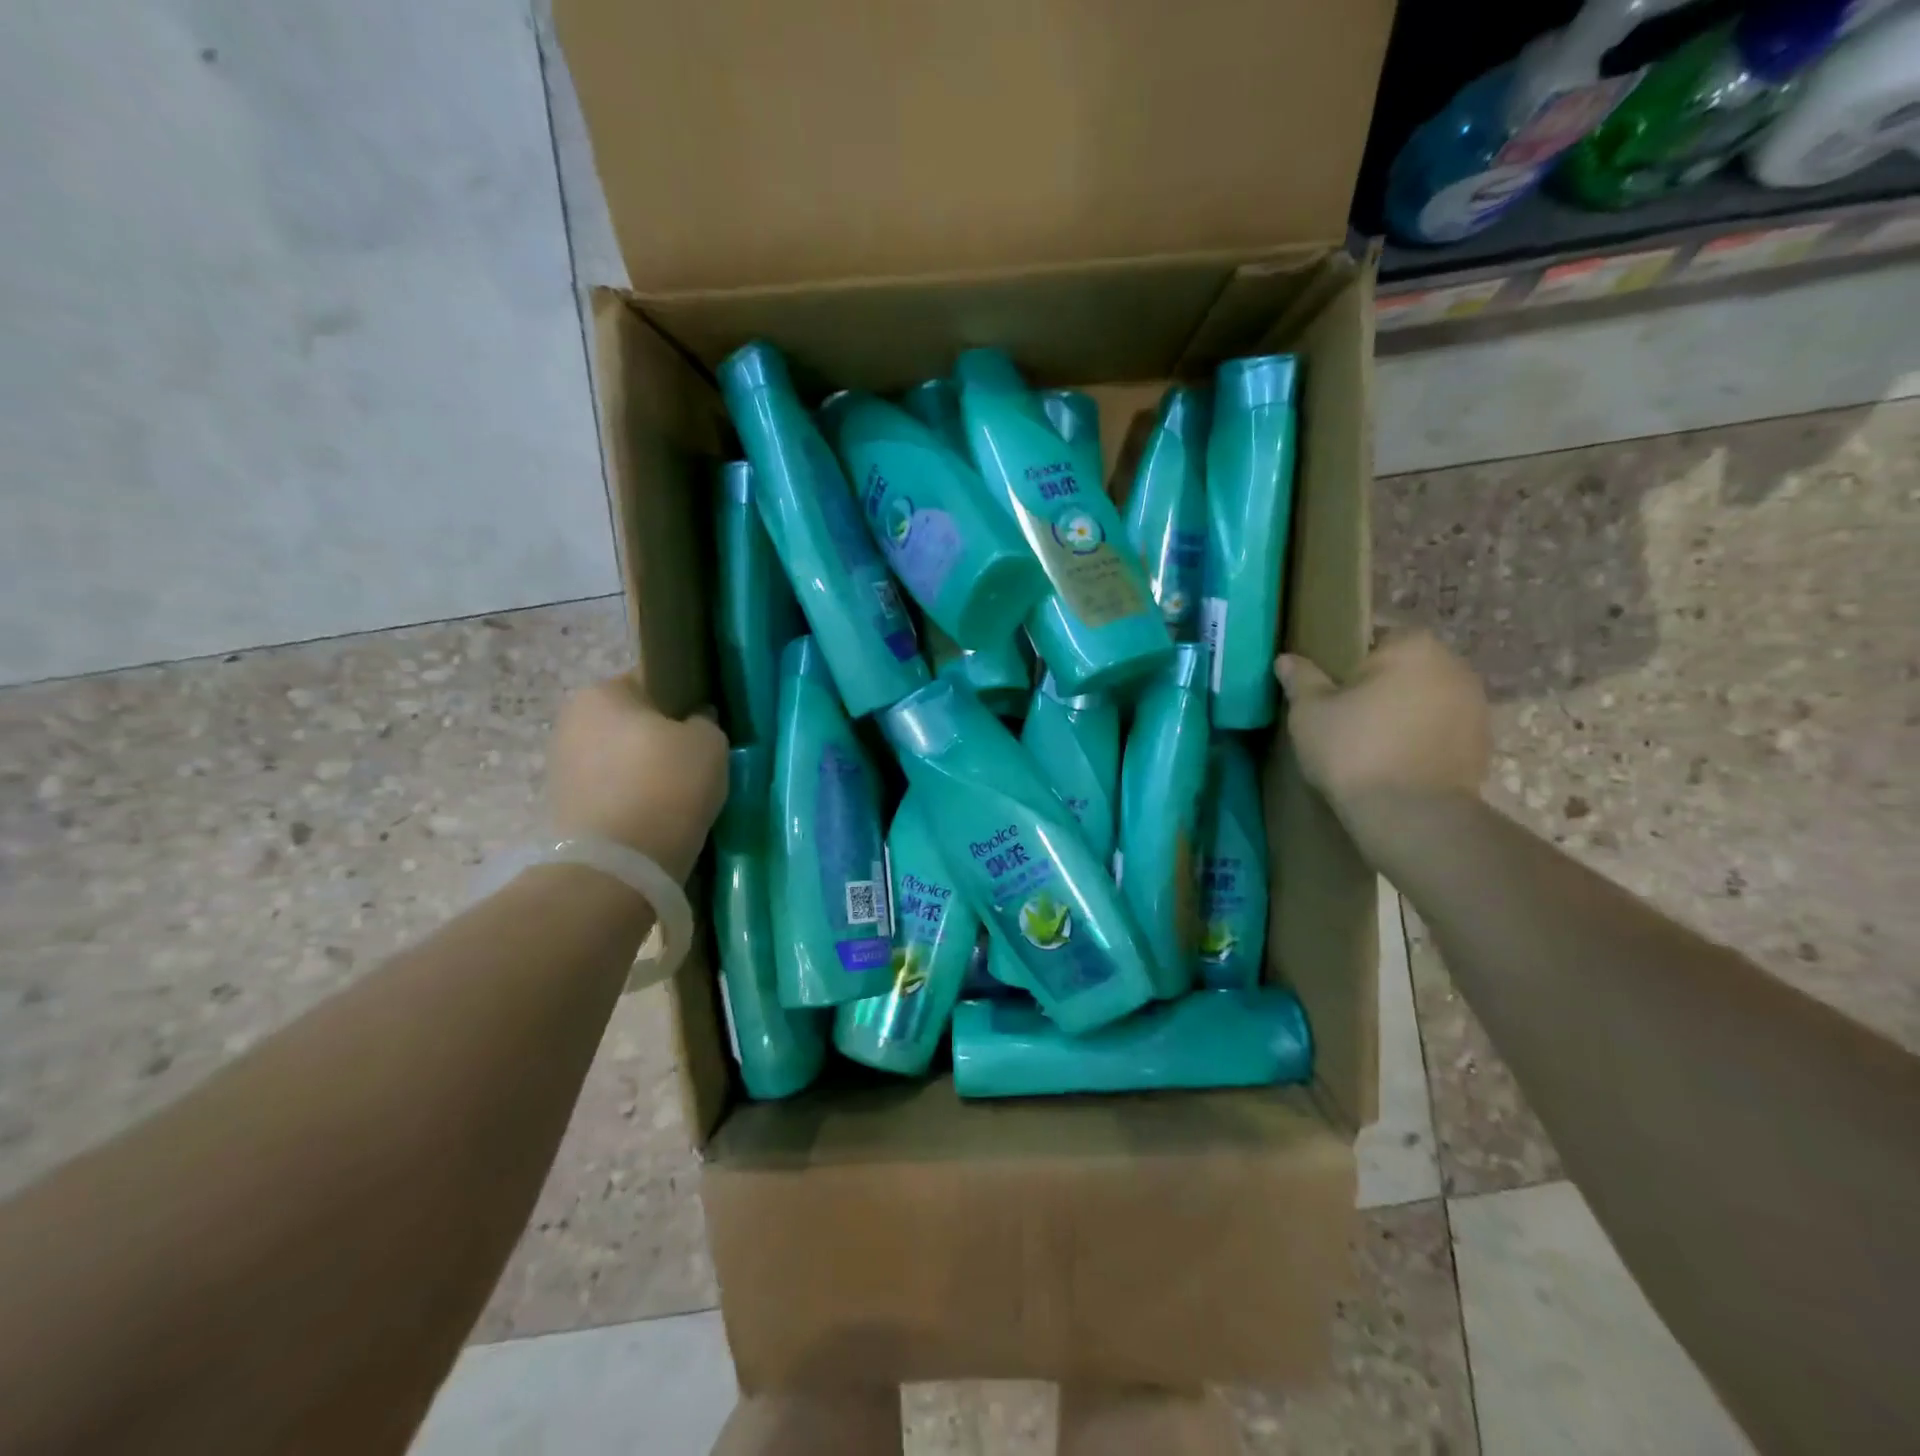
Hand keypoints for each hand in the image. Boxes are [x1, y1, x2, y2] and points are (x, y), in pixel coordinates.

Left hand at [548, 677, 728, 881]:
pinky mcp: (563, 807)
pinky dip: (631, 800)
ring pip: (620, 759)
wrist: (621, 866)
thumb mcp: (709, 742)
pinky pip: (610, 791)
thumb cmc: (667, 786)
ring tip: (676, 798)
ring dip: (644, 772)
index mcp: (601, 692)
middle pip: (632, 722)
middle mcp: (571, 721)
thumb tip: (694, 722)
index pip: (652, 682)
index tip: (704, 729)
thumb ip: (704, 721)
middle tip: (694, 765)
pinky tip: (655, 818)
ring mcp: (561, 766)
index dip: (683, 704)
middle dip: (660, 740)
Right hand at [1275, 632, 1490, 814]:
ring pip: (1424, 698)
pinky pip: (1440, 728)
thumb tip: (1287, 659)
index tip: (1327, 686)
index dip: (1346, 659)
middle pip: (1404, 667)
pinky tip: (1394, 761)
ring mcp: (1475, 705)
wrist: (1412, 815)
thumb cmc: (1354, 750)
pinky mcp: (1482, 743)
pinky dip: (1420, 737)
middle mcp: (1453, 665)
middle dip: (1378, 685)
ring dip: (1402, 711)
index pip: (1375, 636)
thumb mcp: (1309, 712)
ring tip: (1369, 741)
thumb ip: (1300, 679)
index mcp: (1412, 646)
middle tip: (1343, 714)